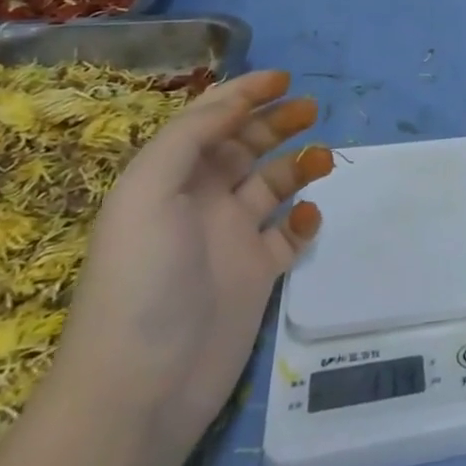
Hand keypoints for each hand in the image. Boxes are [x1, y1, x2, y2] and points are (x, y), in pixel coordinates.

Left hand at [51, 71, 330, 454]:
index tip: (284, 78)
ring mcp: (231, 239)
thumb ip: (191, 136)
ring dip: (298, 164)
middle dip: (277, 122)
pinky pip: (289, 234)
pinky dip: (304, 219)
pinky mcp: (257, 275)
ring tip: (323, 159)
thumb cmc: (142, 277)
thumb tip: (236, 101)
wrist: (142, 387)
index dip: (243, 94)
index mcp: (170, 179)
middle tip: (312, 109)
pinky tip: (307, 219)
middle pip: (245, 146)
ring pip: (273, 184)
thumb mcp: (149, 190)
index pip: (208, 121)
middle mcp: (201, 202)